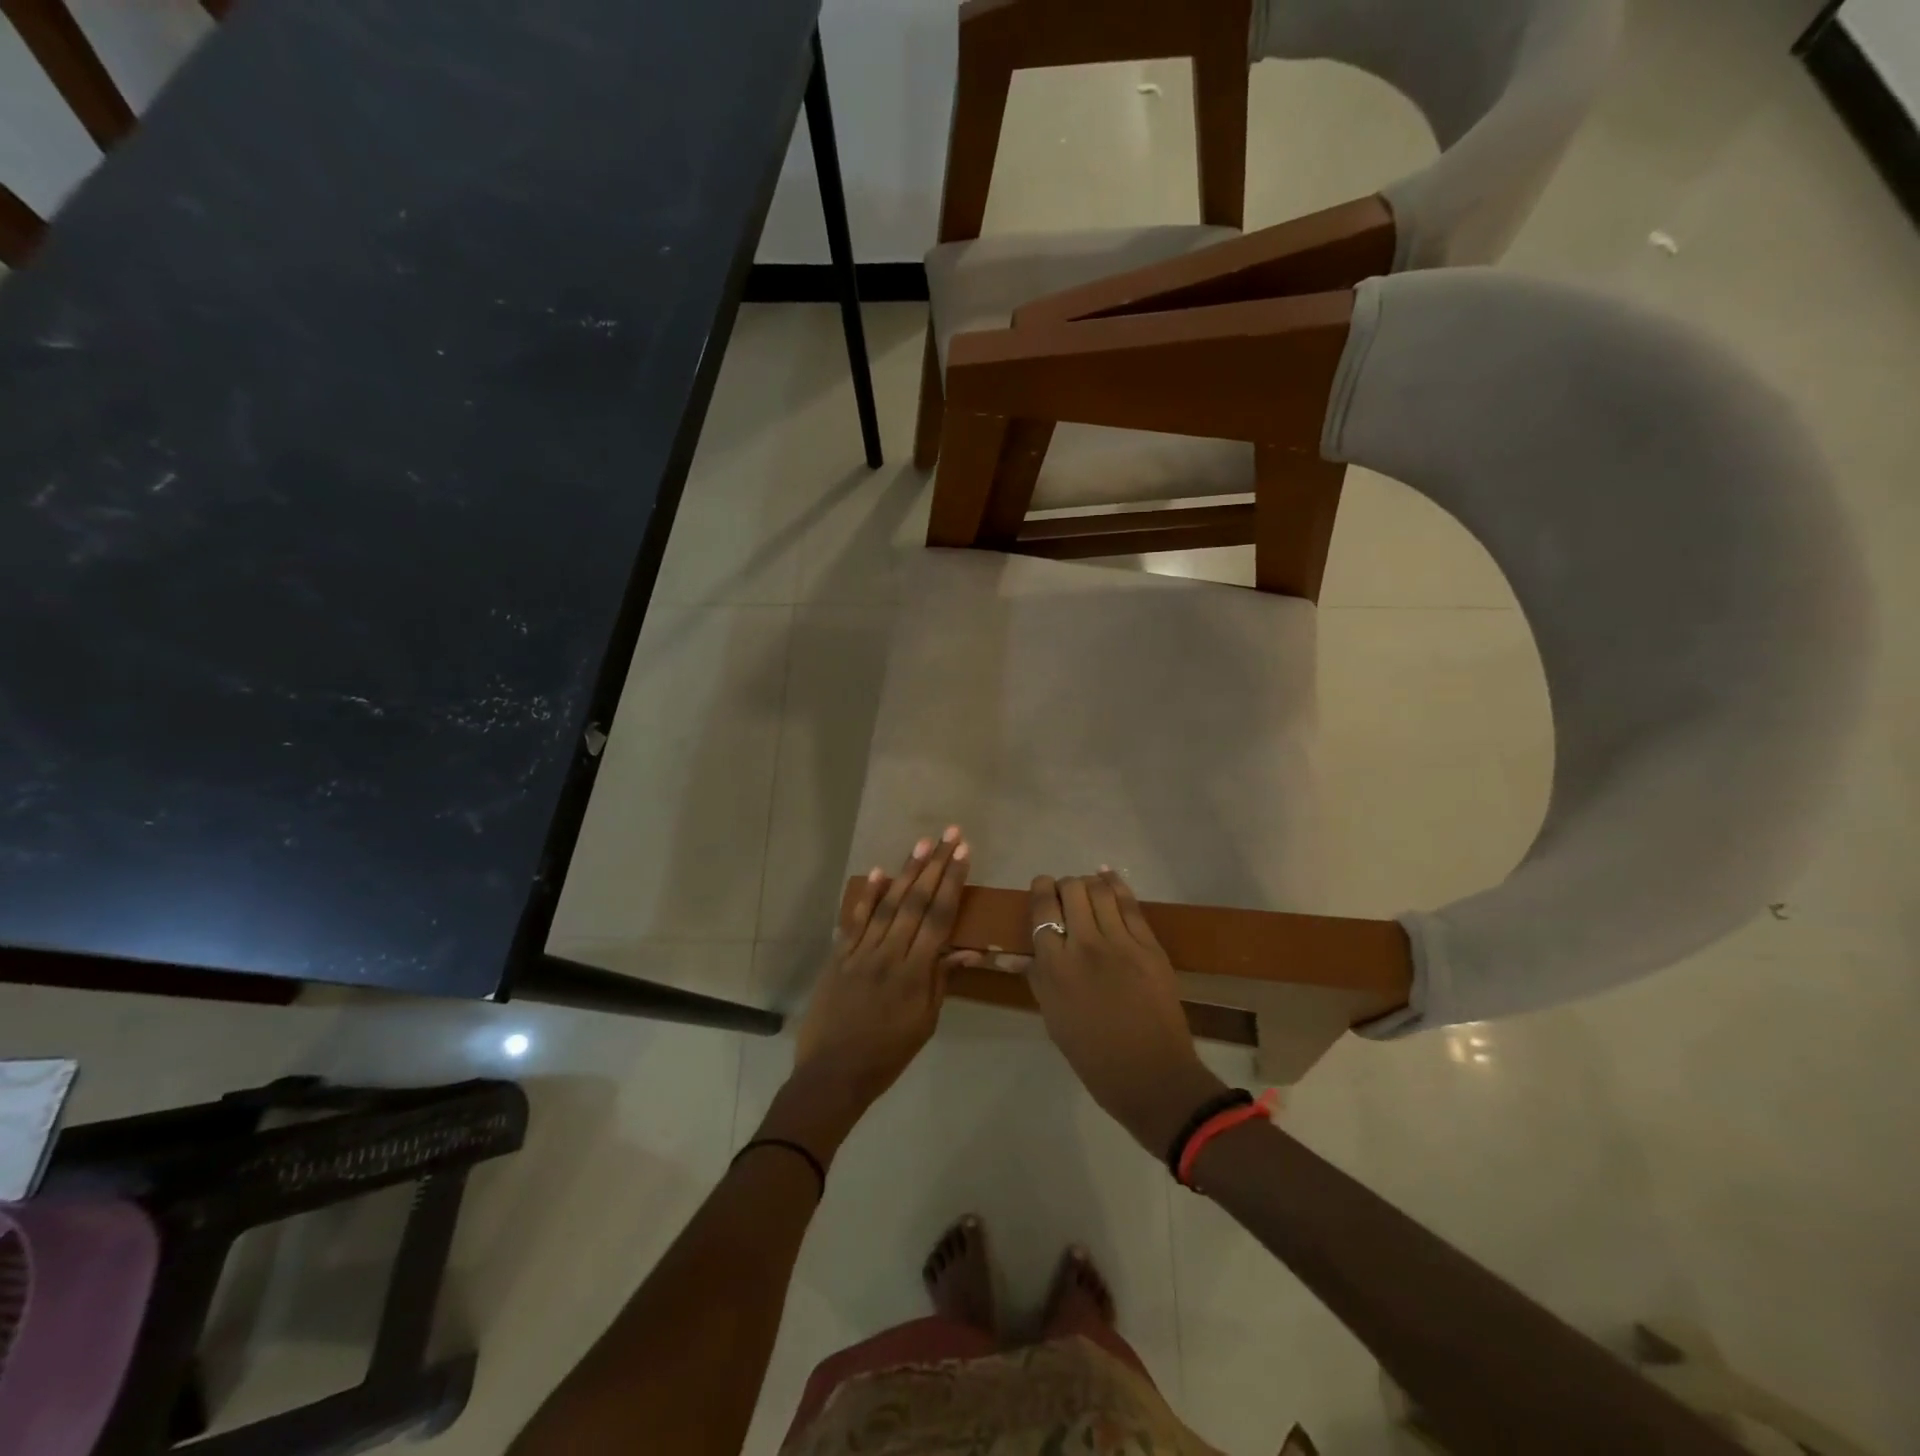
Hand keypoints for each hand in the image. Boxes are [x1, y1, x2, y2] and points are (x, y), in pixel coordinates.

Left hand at [770, 829, 970, 1158]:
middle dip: (935, 865)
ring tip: (922, 843)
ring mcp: (860, 952)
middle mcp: (888, 954)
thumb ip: (942, 980)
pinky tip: (878, 871)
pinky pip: (855, 920)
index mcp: (914, 972)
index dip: (952, 883)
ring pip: (887, 904)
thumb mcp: (925, 1023)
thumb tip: (969, 950)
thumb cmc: (887, 1054)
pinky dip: (866, 896)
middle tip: (950, 834)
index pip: (938, 918)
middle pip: (915, 902)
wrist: (833, 1074)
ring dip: (906, 871)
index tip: (964, 853)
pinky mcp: (838, 956)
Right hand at [1026, 869, 1227, 1156]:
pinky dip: (1116, 885)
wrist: (1150, 1075)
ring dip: (1089, 884)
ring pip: (1100, 891)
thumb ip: (1036, 976)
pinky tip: (1108, 878)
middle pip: (1071, 890)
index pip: (1042, 909)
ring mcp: (1121, 943)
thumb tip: (1011, 954)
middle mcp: (1084, 946)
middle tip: (1065, 896)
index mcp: (1054, 967)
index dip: (1041, 890)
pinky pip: (1130, 904)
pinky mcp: (1149, 946)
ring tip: (1087, 890)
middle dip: (1064, 886)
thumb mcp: (1052, 1016)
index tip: (1043, 889)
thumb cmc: (1092, 1054)